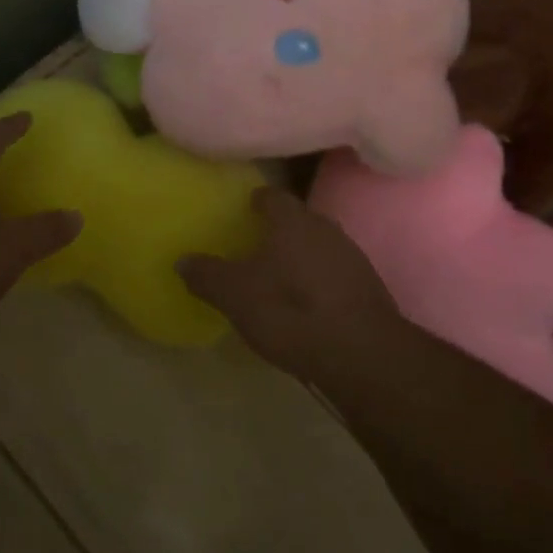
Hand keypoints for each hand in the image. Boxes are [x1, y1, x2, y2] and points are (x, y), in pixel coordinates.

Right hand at [177, 188, 403, 381]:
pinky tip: (307, 303)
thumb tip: (182, 260)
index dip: (258, 200)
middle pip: (300, 220)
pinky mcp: (370, 289)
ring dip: (302, 256)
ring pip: (320, 247)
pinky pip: (336, 274)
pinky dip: (320, 281)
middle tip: (258, 242)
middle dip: (281, 229)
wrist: (362, 355)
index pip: (274, 197)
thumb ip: (207, 275)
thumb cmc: (290, 311)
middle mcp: (326, 230)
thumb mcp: (236, 295)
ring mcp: (353, 259)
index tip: (246, 207)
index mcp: (293, 222)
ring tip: (281, 274)